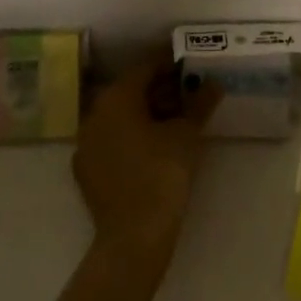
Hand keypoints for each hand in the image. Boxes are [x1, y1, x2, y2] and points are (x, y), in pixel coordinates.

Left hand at [72, 54, 221, 267]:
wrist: (134, 237)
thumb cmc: (162, 173)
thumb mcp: (187, 134)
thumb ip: (200, 103)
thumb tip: (213, 84)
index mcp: (116, 97)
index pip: (145, 68)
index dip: (170, 63)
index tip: (190, 64)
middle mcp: (94, 114)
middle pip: (131, 91)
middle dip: (160, 89)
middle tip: (188, 92)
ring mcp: (86, 143)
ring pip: (120, 116)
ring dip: (146, 112)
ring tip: (176, 120)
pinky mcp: (86, 170)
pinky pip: (112, 140)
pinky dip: (132, 136)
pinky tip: (154, 147)